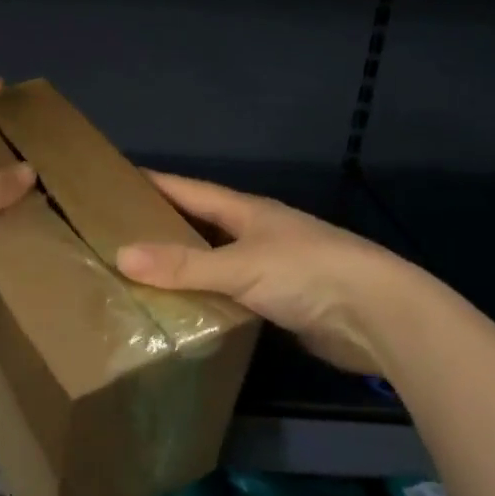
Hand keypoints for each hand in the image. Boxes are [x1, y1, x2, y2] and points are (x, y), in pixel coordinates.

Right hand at [116, 172, 435, 374]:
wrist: (378, 316)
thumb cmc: (307, 273)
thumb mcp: (239, 265)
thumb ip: (183, 264)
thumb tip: (121, 256)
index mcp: (246, 210)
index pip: (189, 190)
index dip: (154, 183)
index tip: (117, 179)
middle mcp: (255, 233)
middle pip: (200, 224)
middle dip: (162, 225)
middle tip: (116, 232)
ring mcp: (270, 267)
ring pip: (215, 261)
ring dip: (183, 265)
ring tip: (138, 273)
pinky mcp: (281, 302)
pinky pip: (230, 294)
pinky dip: (205, 297)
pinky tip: (181, 308)